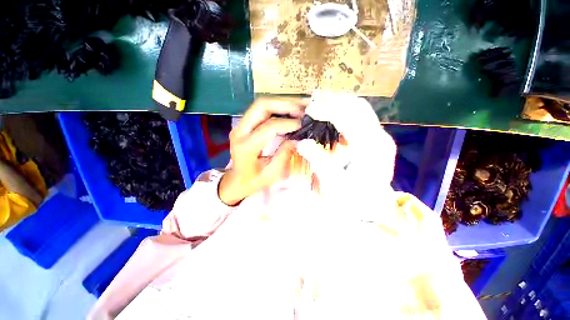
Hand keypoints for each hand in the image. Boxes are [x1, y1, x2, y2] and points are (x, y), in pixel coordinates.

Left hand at [218, 98, 307, 205]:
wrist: (236, 180)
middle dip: (285, 104)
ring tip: (302, 105)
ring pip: (262, 104)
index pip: (268, 127)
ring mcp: (241, 125)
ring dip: (283, 103)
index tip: (303, 125)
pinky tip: (292, 109)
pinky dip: (279, 107)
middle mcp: (240, 131)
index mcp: (246, 146)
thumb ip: (284, 155)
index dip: (288, 124)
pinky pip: (263, 110)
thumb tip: (298, 139)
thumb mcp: (271, 173)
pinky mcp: (245, 123)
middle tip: (304, 109)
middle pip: (261, 106)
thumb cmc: (253, 181)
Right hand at [296, 93, 395, 210]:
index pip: (350, 118)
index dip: (328, 110)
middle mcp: (379, 138)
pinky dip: (344, 111)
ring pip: (360, 110)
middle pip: (358, 107)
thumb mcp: (333, 184)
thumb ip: (318, 161)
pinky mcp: (374, 140)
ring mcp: (379, 137)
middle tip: (314, 98)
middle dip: (334, 99)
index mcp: (371, 149)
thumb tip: (302, 143)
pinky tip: (331, 112)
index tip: (309, 110)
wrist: (370, 208)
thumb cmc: (352, 200)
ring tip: (320, 100)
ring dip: (339, 102)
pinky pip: (359, 118)